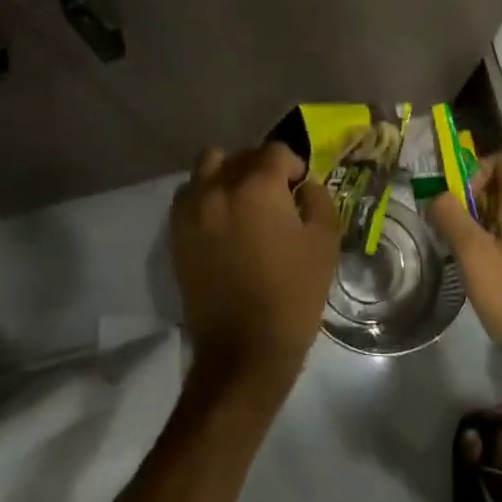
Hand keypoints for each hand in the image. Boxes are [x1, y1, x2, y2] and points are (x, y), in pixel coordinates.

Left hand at [171, 143, 341, 404]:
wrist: (244, 350)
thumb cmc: (293, 294)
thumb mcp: (325, 242)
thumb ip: (318, 200)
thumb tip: (303, 186)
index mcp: (257, 186)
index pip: (275, 151)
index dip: (293, 165)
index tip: (300, 189)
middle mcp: (219, 187)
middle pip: (240, 155)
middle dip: (261, 166)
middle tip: (275, 194)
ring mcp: (192, 210)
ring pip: (207, 166)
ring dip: (227, 173)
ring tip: (243, 201)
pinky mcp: (176, 234)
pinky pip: (188, 195)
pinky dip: (204, 195)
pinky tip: (221, 220)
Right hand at [428, 149, 501, 352]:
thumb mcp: (473, 253)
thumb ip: (451, 216)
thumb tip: (436, 195)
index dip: (480, 166)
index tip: (461, 196)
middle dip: (471, 193)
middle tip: (451, 220)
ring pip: (501, 206)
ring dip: (475, 216)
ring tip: (455, 241)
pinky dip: (486, 235)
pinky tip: (471, 260)